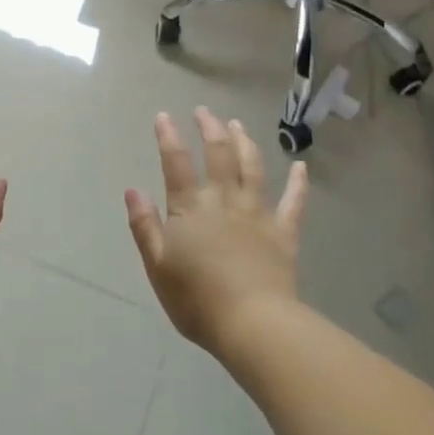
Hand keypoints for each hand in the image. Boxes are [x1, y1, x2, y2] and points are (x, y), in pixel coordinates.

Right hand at [125, 108, 308, 352]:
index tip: (164, 116)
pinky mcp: (284, 231)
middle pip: (218, 154)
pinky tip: (301, 166)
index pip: (176, 163)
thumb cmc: (196, 299)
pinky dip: (299, 182)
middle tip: (204, 111)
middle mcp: (224, 200)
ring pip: (253, 167)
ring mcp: (257, 213)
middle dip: (210, 128)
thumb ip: (144, 225)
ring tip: (238, 125)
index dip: (169, 137)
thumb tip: (132, 189)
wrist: (252, 323)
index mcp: (190, 208)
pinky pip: (294, 201)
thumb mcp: (157, 265)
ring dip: (245, 142)